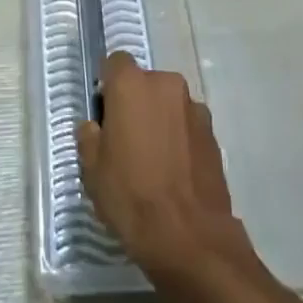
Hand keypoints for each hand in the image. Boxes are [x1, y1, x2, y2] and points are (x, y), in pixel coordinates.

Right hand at [76, 51, 255, 280]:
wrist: (190, 238)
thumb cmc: (132, 198)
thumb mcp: (93, 171)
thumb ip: (89, 137)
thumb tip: (94, 127)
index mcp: (131, 84)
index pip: (115, 63)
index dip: (108, 85)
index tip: (105, 113)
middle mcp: (165, 83)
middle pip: (144, 83)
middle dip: (136, 104)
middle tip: (127, 142)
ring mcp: (193, 106)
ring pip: (168, 104)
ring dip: (160, 120)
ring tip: (155, 161)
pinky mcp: (212, 132)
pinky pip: (187, 125)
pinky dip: (180, 138)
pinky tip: (175, 172)